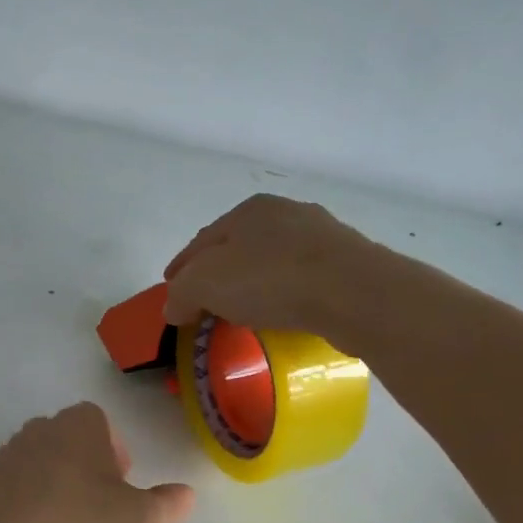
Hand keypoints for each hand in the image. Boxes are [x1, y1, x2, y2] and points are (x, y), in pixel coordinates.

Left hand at [0, 404, 193, 522]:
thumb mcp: (146, 518)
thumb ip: (169, 502)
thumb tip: (186, 495)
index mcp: (75, 426)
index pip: (95, 419)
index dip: (111, 448)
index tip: (120, 481)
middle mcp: (33, 434)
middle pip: (60, 439)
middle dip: (77, 462)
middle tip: (96, 501)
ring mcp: (1, 466)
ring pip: (30, 465)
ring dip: (46, 484)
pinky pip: (7, 497)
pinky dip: (21, 511)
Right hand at [162, 193, 386, 335]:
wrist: (353, 292)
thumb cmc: (271, 279)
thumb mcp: (206, 285)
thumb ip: (181, 294)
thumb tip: (173, 308)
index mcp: (247, 210)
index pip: (201, 242)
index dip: (181, 268)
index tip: (170, 289)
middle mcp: (284, 213)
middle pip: (237, 247)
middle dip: (216, 273)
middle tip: (202, 302)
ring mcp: (320, 236)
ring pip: (272, 261)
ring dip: (252, 283)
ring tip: (241, 311)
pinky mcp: (345, 263)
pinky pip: (300, 279)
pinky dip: (283, 294)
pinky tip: (280, 312)